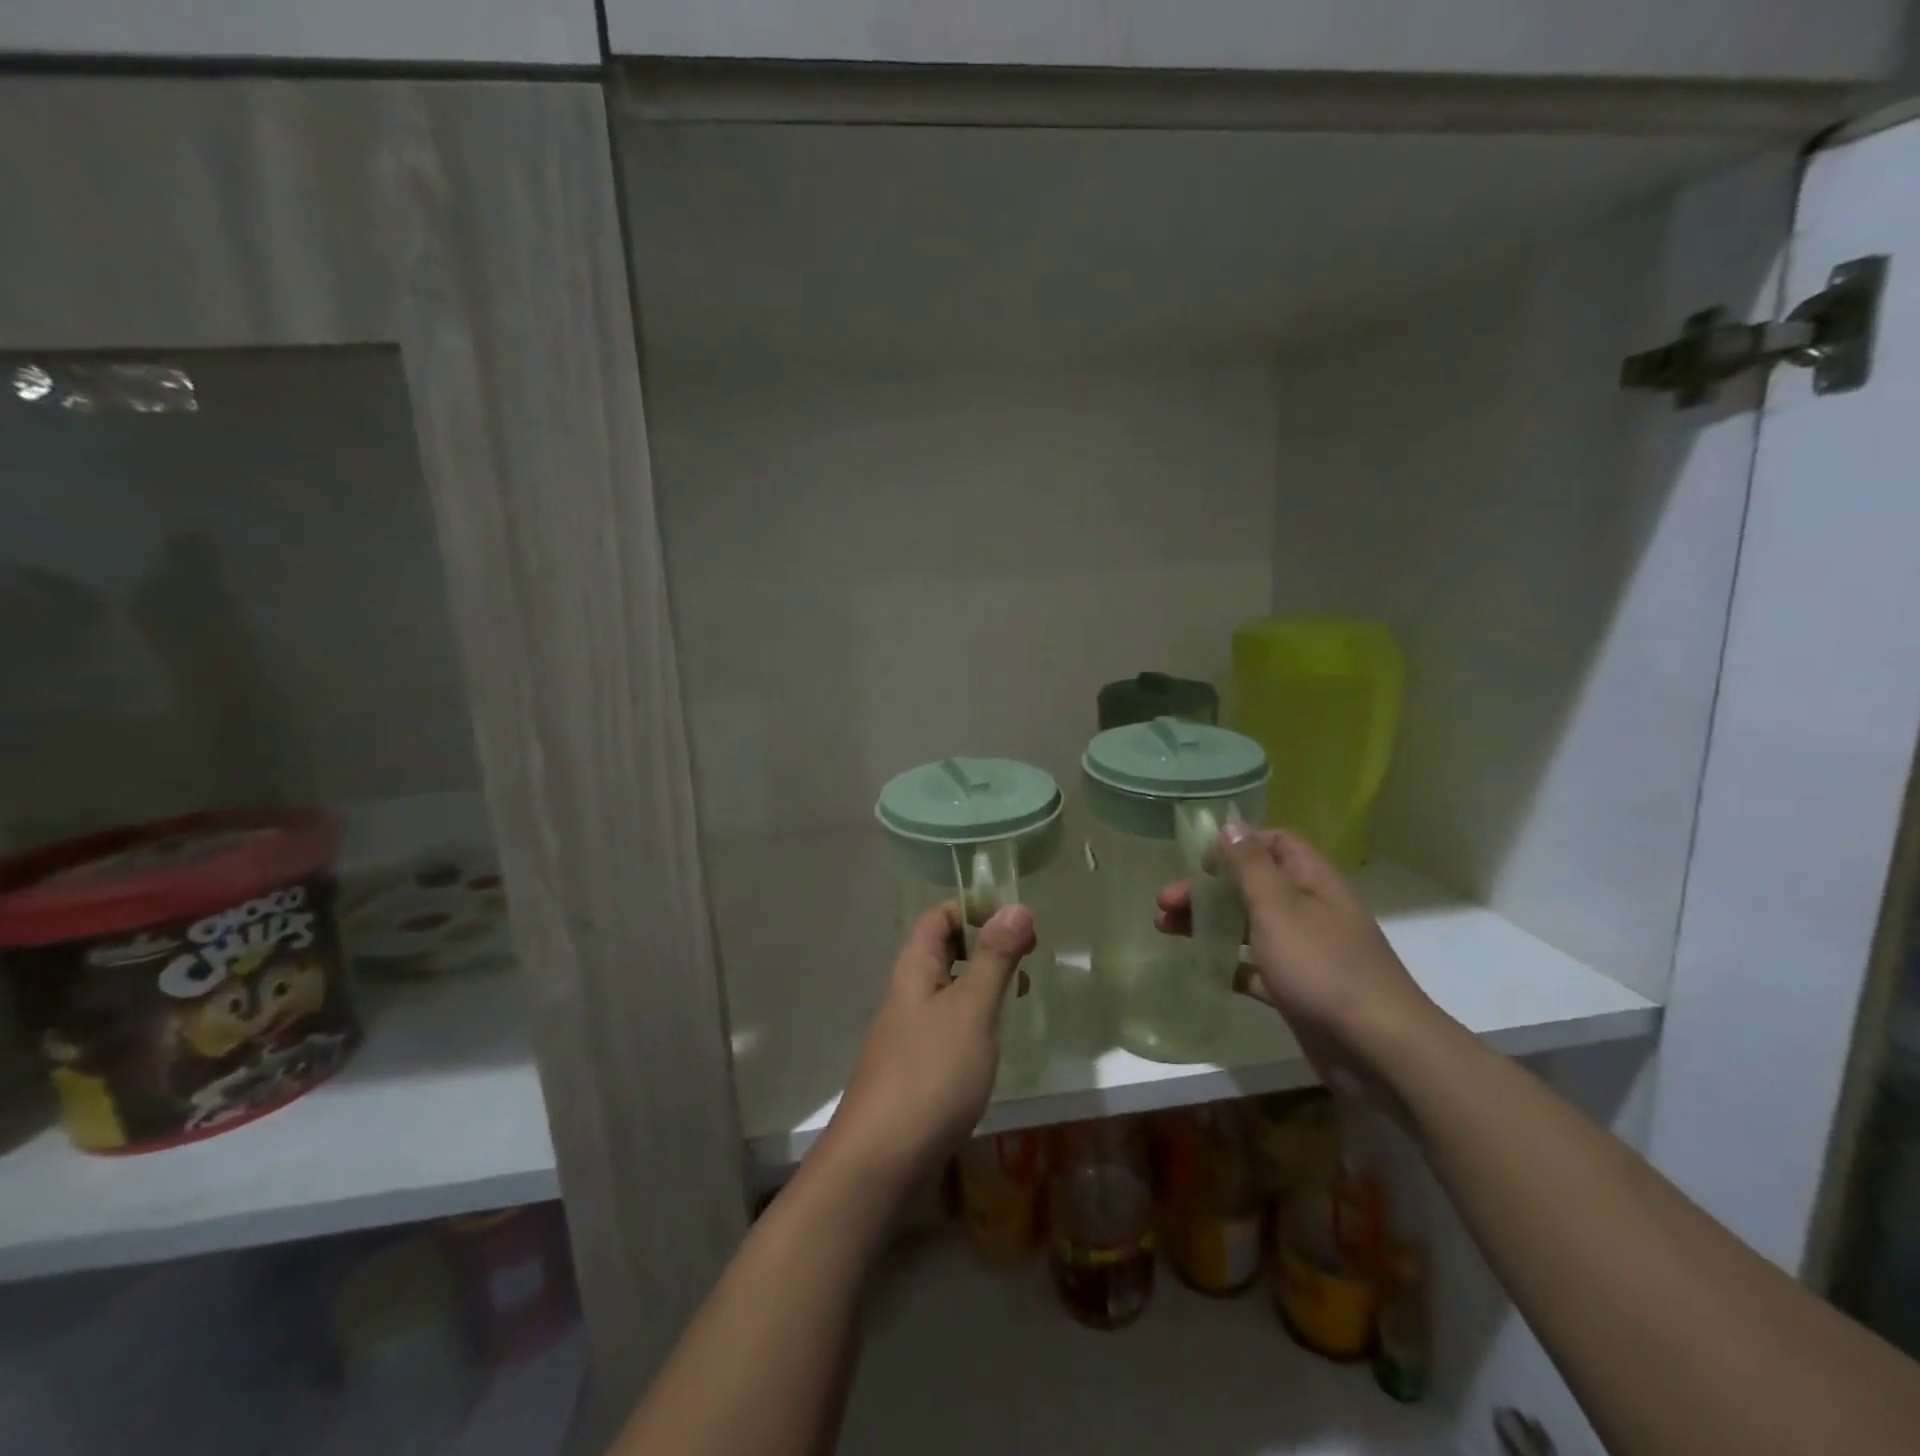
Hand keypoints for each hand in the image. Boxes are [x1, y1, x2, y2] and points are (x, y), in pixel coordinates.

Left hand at [818, 900, 1036, 1189]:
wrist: (881, 1160)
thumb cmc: (931, 1073)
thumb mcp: (971, 1009)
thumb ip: (994, 958)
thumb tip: (1016, 905)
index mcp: (914, 968)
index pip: (940, 915)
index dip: (977, 908)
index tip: (1019, 922)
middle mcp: (908, 992)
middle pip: (945, 949)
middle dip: (986, 944)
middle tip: (1029, 958)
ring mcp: (909, 1031)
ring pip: (949, 988)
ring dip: (984, 981)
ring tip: (1021, 993)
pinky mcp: (917, 1066)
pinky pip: (949, 1023)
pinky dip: (976, 1017)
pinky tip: (995, 1039)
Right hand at [1155, 824, 1440, 1095]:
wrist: (1378, 1049)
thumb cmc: (1322, 966)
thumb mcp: (1278, 907)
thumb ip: (1250, 866)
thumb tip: (1231, 825)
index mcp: (1311, 881)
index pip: (1275, 844)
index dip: (1237, 845)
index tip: (1200, 862)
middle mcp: (1309, 910)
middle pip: (1251, 886)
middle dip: (1207, 889)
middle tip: (1164, 902)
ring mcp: (1305, 952)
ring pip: (1249, 926)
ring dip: (1210, 922)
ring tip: (1165, 929)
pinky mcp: (1298, 990)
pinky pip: (1256, 968)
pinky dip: (1230, 963)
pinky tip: (1202, 966)